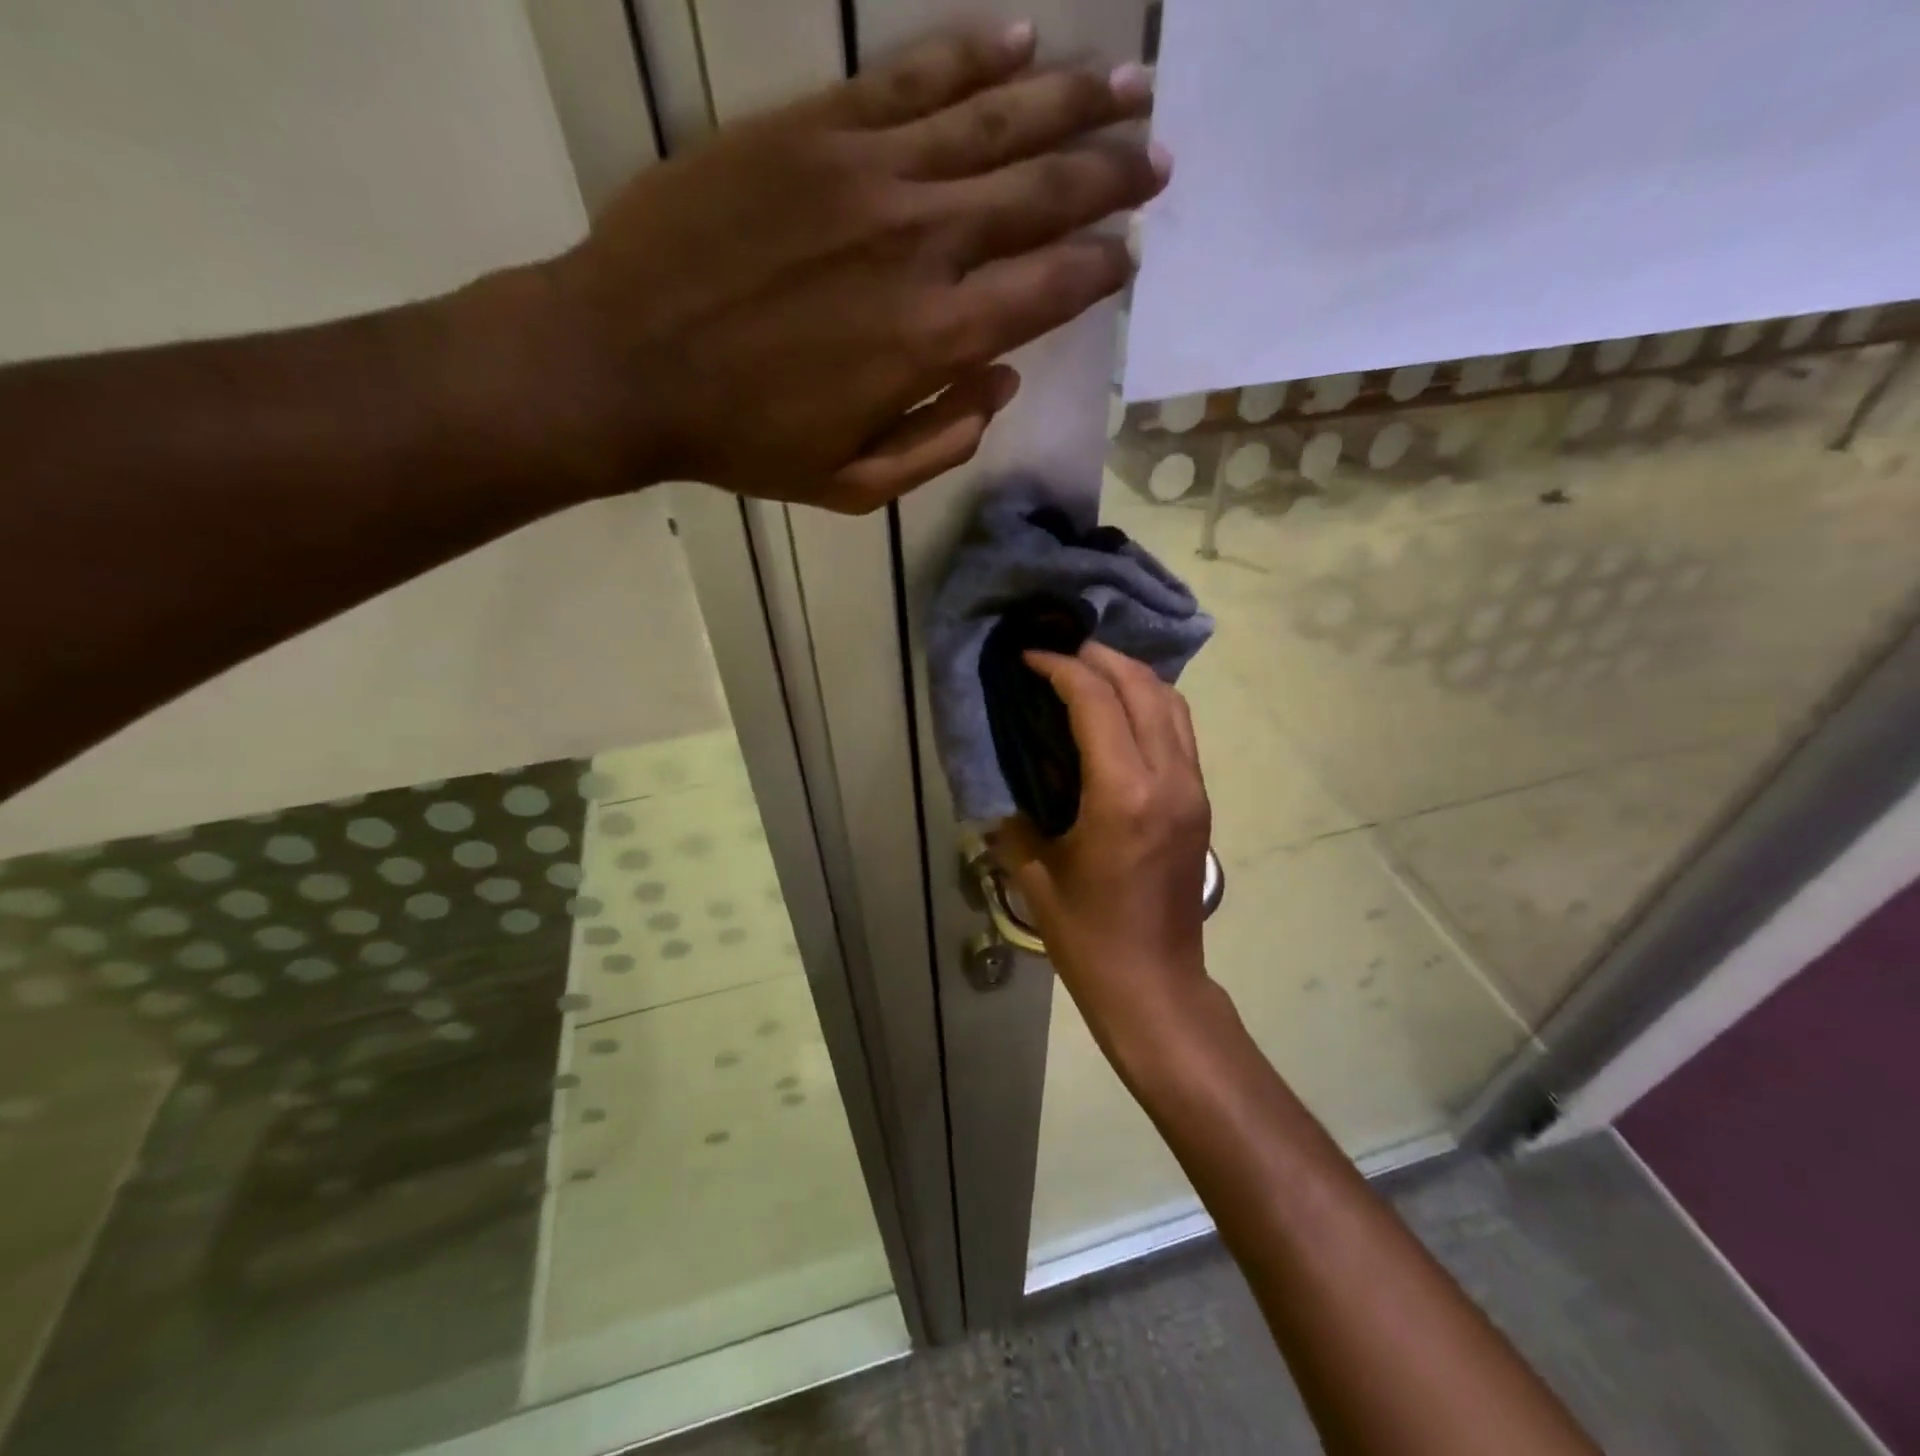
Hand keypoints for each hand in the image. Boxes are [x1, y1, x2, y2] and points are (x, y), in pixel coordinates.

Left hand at [524, 22, 1166, 512]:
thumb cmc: (745, 439)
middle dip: (1109, 174)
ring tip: (1126, 81)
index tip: (1131, 252)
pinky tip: (1021, 38)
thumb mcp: (853, 482)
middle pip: (1039, 194)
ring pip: (993, 120)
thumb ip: (940, 442)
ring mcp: (866, 173)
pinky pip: (911, 77)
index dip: (1099, 268)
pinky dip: (972, 53)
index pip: (1047, 290)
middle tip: (1158, 153)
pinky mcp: (813, 128)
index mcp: (932, 340)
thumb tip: (1001, 384)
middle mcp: (919, 243)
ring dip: (1068, 99)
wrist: (625, 362)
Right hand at [994, 642, 1212, 1044]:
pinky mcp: (1199, 802)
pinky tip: (1118, 710)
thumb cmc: (1089, 937)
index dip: (1061, 668)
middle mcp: (1168, 780)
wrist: (1156, 985)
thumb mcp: (1035, 876)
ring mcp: (1192, 789)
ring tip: (1088, 669)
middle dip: (1099, 657)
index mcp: (1123, 795)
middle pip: (1143, 688)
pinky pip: (1180, 730)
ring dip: (1131, 675)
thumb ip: (1010, 819)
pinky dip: (1150, 703)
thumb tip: (998, 783)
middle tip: (1058, 650)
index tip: (1029, 657)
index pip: (1097, 702)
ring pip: (1172, 704)